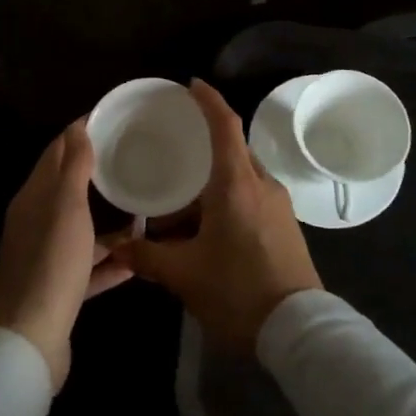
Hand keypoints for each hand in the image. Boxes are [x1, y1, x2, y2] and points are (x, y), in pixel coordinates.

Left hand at [0, 118, 132, 391]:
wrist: (30, 341)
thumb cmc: (51, 264)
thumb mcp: (66, 208)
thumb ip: (73, 167)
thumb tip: (78, 126)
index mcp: (33, 199)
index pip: (56, 154)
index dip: (80, 134)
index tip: (111, 119)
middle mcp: (36, 225)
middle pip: (68, 192)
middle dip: (98, 175)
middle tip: (134, 160)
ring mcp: (46, 259)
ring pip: (81, 232)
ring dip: (108, 223)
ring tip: (144, 211)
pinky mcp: (59, 290)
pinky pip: (89, 268)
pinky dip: (110, 262)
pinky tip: (138, 259)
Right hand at [119, 80, 321, 351]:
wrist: (298, 330)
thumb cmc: (237, 291)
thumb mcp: (184, 275)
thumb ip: (147, 257)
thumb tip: (117, 247)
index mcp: (237, 184)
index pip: (225, 126)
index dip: (208, 100)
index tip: (191, 85)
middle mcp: (262, 185)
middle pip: (231, 151)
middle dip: (201, 152)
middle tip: (170, 156)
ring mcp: (278, 206)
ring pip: (240, 179)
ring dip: (209, 187)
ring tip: (176, 213)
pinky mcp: (285, 226)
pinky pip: (251, 199)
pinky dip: (225, 203)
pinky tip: (203, 233)